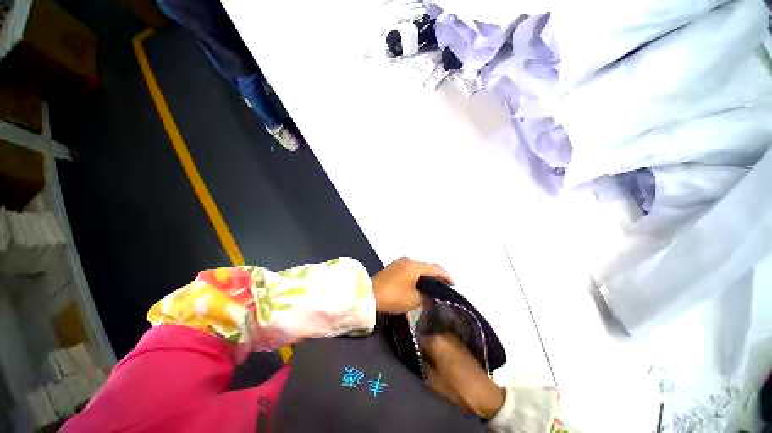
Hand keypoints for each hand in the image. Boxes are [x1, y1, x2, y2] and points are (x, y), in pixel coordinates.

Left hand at [372, 257, 452, 313]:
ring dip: (425, 276)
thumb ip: (427, 295)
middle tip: (443, 286)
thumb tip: (431, 294)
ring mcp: (399, 262)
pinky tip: (417, 283)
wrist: (370, 294)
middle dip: (435, 276)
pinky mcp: (392, 267)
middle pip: (426, 267)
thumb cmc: (394, 296)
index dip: (445, 276)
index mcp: (415, 266)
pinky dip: (415, 276)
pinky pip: (409, 269)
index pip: (435, 268)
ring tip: (431, 286)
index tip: (453, 283)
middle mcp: (408, 260)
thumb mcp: (414, 299)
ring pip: (417, 268)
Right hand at [422, 334, 504, 419]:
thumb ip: (422, 364)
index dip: (414, 347)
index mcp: (435, 341)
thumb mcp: (432, 380)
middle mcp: (443, 333)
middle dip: (424, 345)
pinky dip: (441, 346)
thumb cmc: (455, 388)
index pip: (417, 338)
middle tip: (421, 356)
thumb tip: (416, 355)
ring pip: (437, 338)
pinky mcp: (461, 342)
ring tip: (431, 357)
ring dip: (433, 345)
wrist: (483, 393)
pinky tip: (441, 357)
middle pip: (428, 336)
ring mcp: (453, 336)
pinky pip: (445, 341)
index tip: (413, 354)